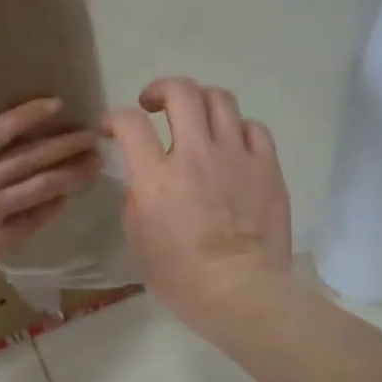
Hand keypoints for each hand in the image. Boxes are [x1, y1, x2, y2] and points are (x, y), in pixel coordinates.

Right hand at [103, 77, 291, 338]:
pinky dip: (237, 129)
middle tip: (154, 105)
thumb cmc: (182, 278)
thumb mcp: (139, 242)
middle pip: (181, 92)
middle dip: (161, 89)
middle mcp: (196, 155)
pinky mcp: (267, 167)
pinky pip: (254, 128)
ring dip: (201, 103)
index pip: (130, 123)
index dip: (116, 117)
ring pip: (221, 100)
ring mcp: (236, 157)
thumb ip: (137, 201)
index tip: (113, 128)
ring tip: (197, 120)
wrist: (241, 293)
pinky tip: (232, 144)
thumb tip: (144, 180)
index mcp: (157, 178)